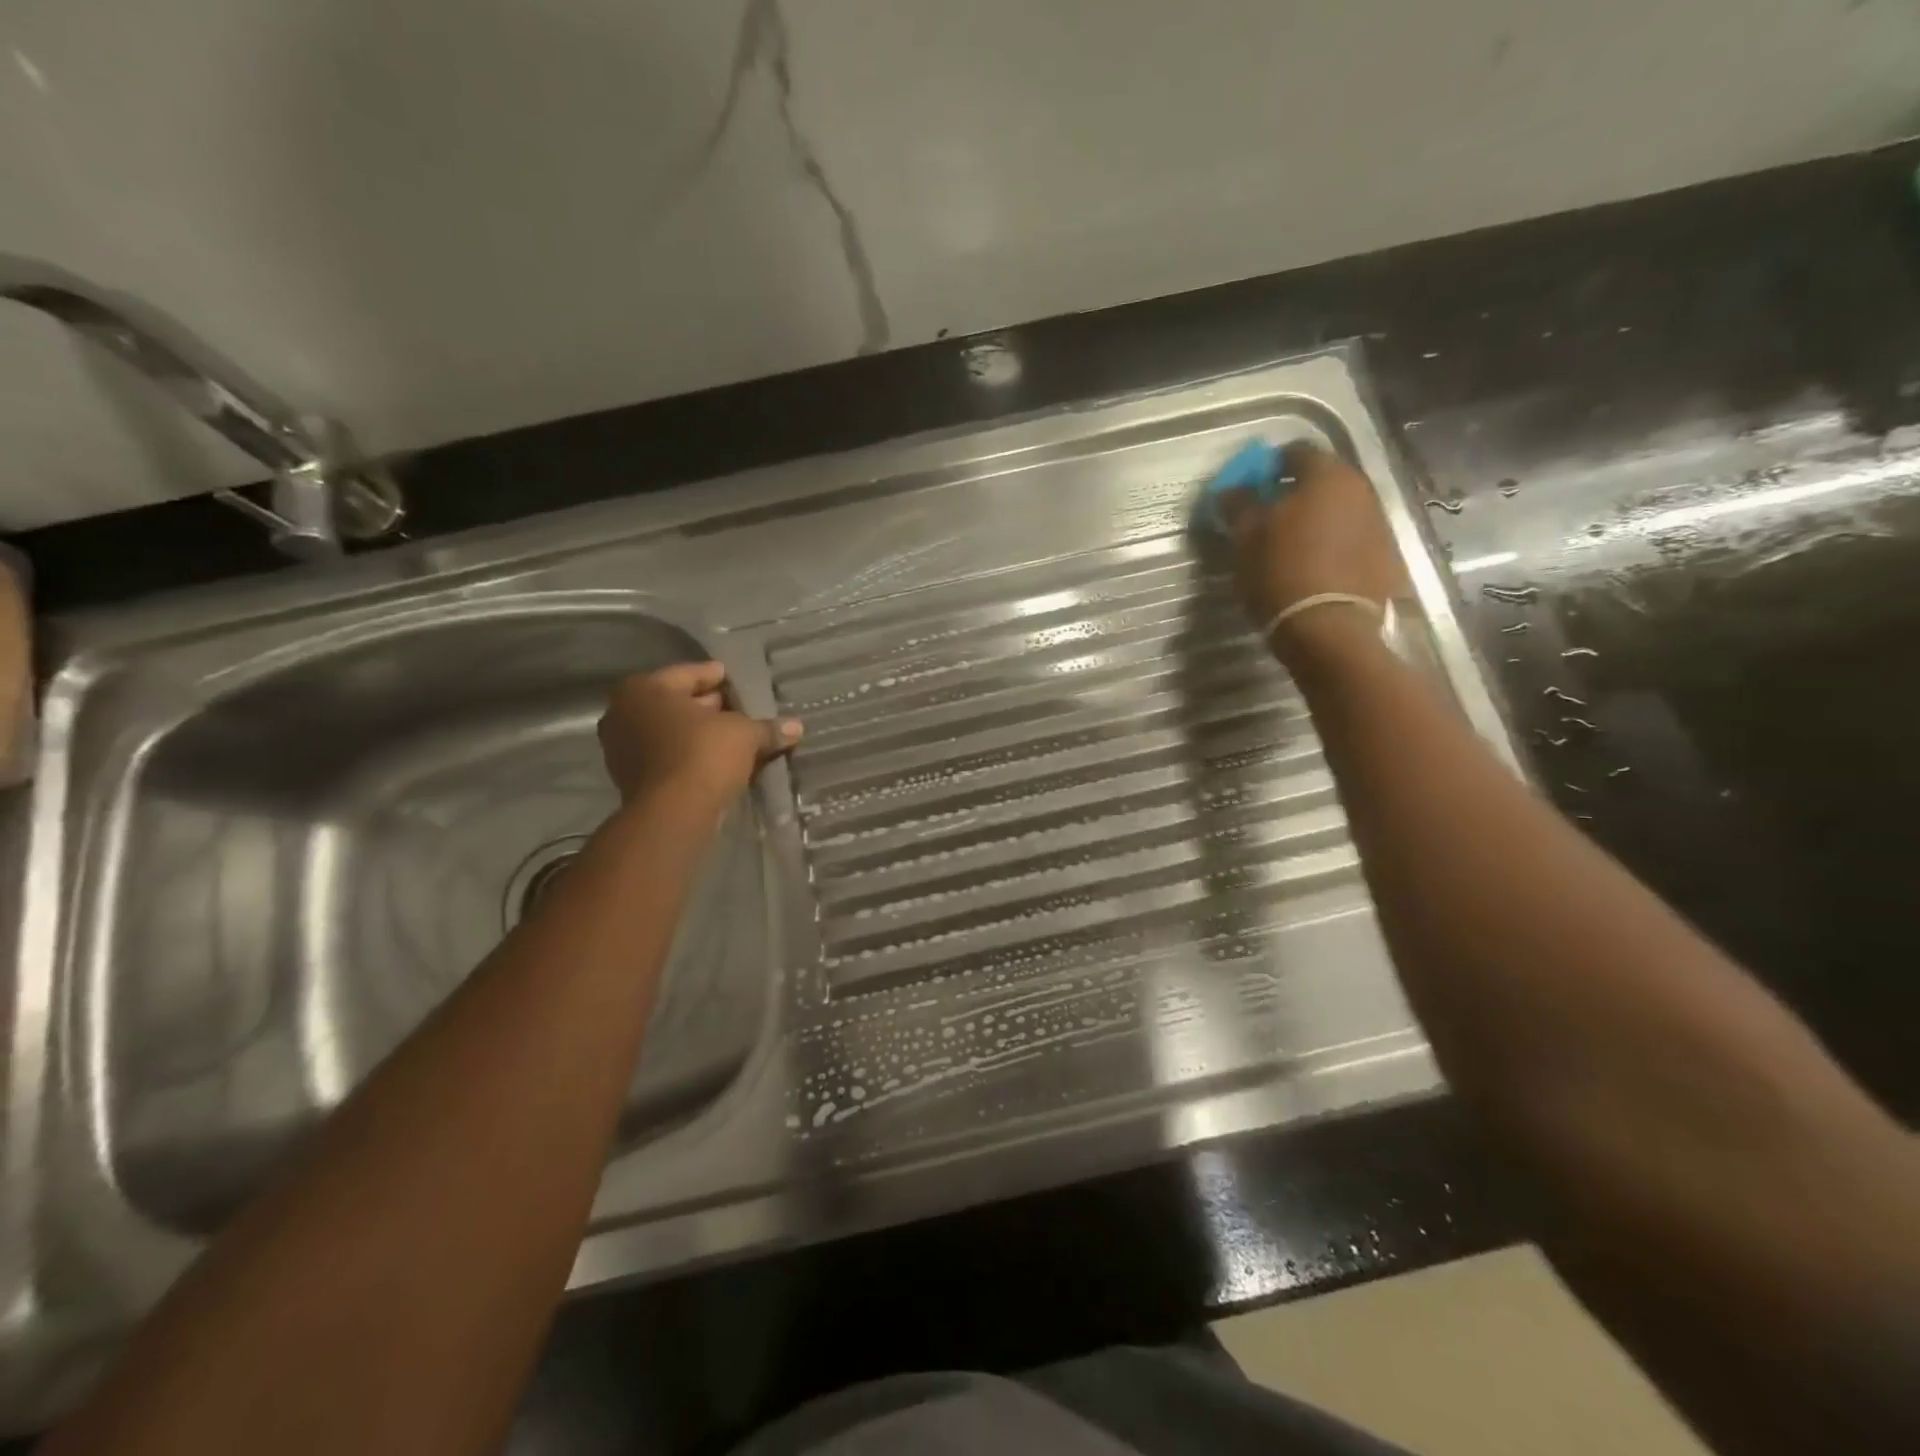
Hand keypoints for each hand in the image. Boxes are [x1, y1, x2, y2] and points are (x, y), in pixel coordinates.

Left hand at [598, 661, 801, 807]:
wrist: (673, 813)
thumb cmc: (704, 755)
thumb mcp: (745, 734)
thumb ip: (767, 728)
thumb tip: (796, 727)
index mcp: (645, 688)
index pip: (689, 673)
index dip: (716, 676)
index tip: (735, 680)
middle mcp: (624, 712)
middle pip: (675, 702)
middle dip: (708, 706)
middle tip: (738, 709)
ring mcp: (621, 747)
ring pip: (668, 731)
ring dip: (697, 733)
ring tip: (731, 736)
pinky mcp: (628, 778)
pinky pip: (665, 755)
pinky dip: (687, 754)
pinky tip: (715, 760)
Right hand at [1219, 442, 1407, 663]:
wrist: (1332, 629)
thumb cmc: (1282, 573)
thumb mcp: (1246, 538)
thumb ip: (1238, 505)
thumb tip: (1233, 490)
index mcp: (1326, 475)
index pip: (1294, 452)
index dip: (1268, 467)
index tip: (1249, 488)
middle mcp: (1361, 489)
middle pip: (1322, 480)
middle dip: (1294, 494)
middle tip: (1266, 517)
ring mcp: (1379, 523)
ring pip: (1339, 510)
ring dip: (1315, 520)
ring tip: (1289, 546)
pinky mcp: (1386, 557)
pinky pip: (1351, 539)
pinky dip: (1332, 545)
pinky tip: (1313, 567)